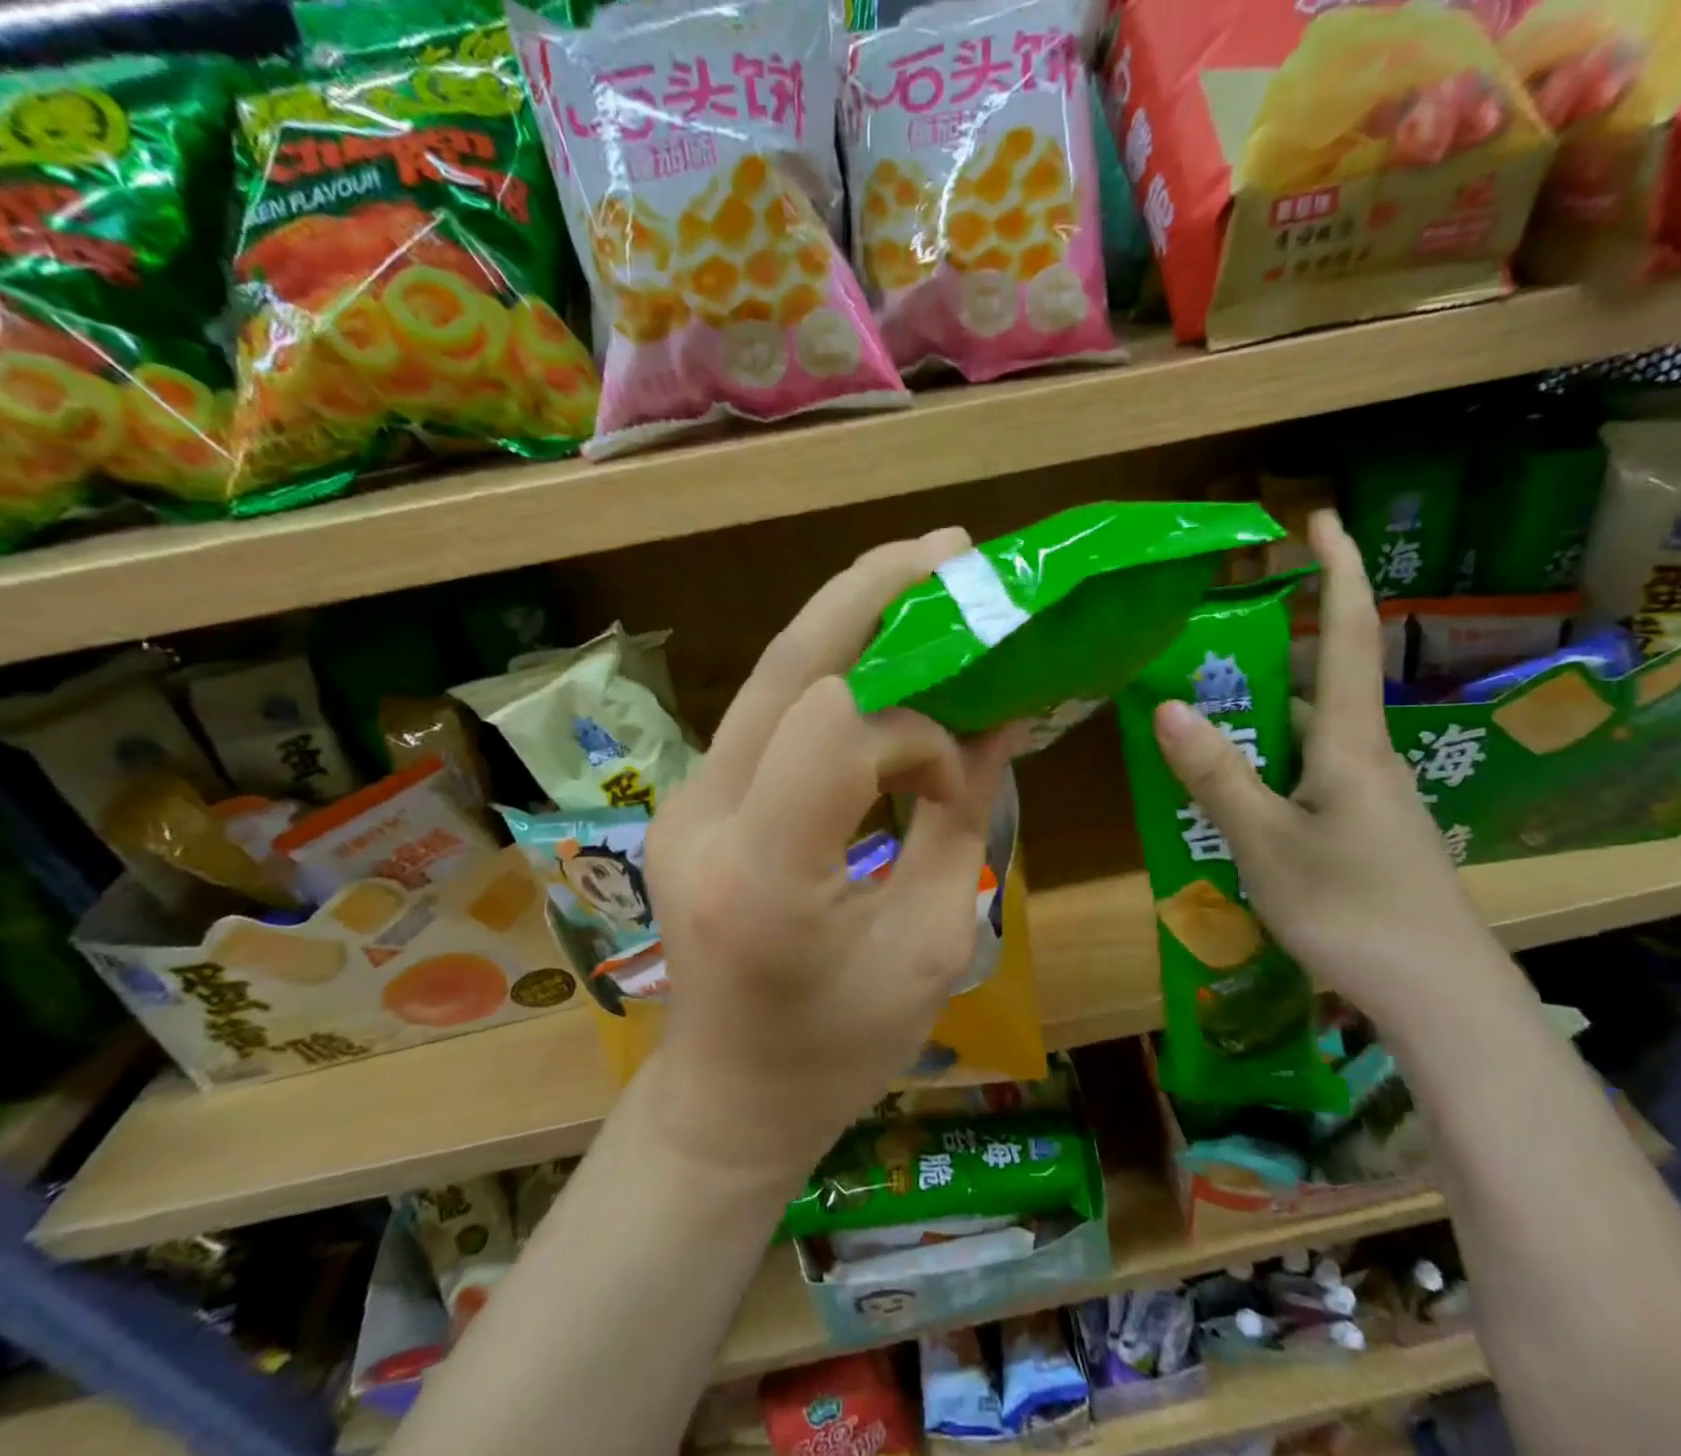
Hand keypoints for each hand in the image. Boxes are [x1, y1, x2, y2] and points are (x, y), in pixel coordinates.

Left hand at [644, 528, 1016, 1181]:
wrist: (725, 1100)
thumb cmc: (839, 1052)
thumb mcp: (931, 945)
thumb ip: (961, 819)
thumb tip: (996, 718)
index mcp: (768, 879)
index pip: (837, 728)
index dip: (918, 724)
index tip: (958, 769)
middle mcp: (706, 820)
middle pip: (789, 666)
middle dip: (871, 592)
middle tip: (947, 549)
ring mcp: (684, 802)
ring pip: (772, 675)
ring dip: (848, 619)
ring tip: (921, 580)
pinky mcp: (690, 798)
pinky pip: (768, 711)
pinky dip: (831, 670)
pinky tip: (879, 659)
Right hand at [1151, 509, 1499, 1025]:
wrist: (1441, 999)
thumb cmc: (1354, 912)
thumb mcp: (1267, 842)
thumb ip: (1217, 774)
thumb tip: (1166, 704)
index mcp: (1349, 742)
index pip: (1348, 632)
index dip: (1336, 569)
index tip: (1318, 517)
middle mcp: (1364, 756)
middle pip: (1317, 679)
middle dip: (1268, 647)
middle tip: (1203, 639)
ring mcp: (1367, 795)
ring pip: (1306, 733)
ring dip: (1258, 712)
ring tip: (1197, 712)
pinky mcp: (1362, 829)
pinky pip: (1305, 772)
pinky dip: (1265, 760)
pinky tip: (1228, 788)